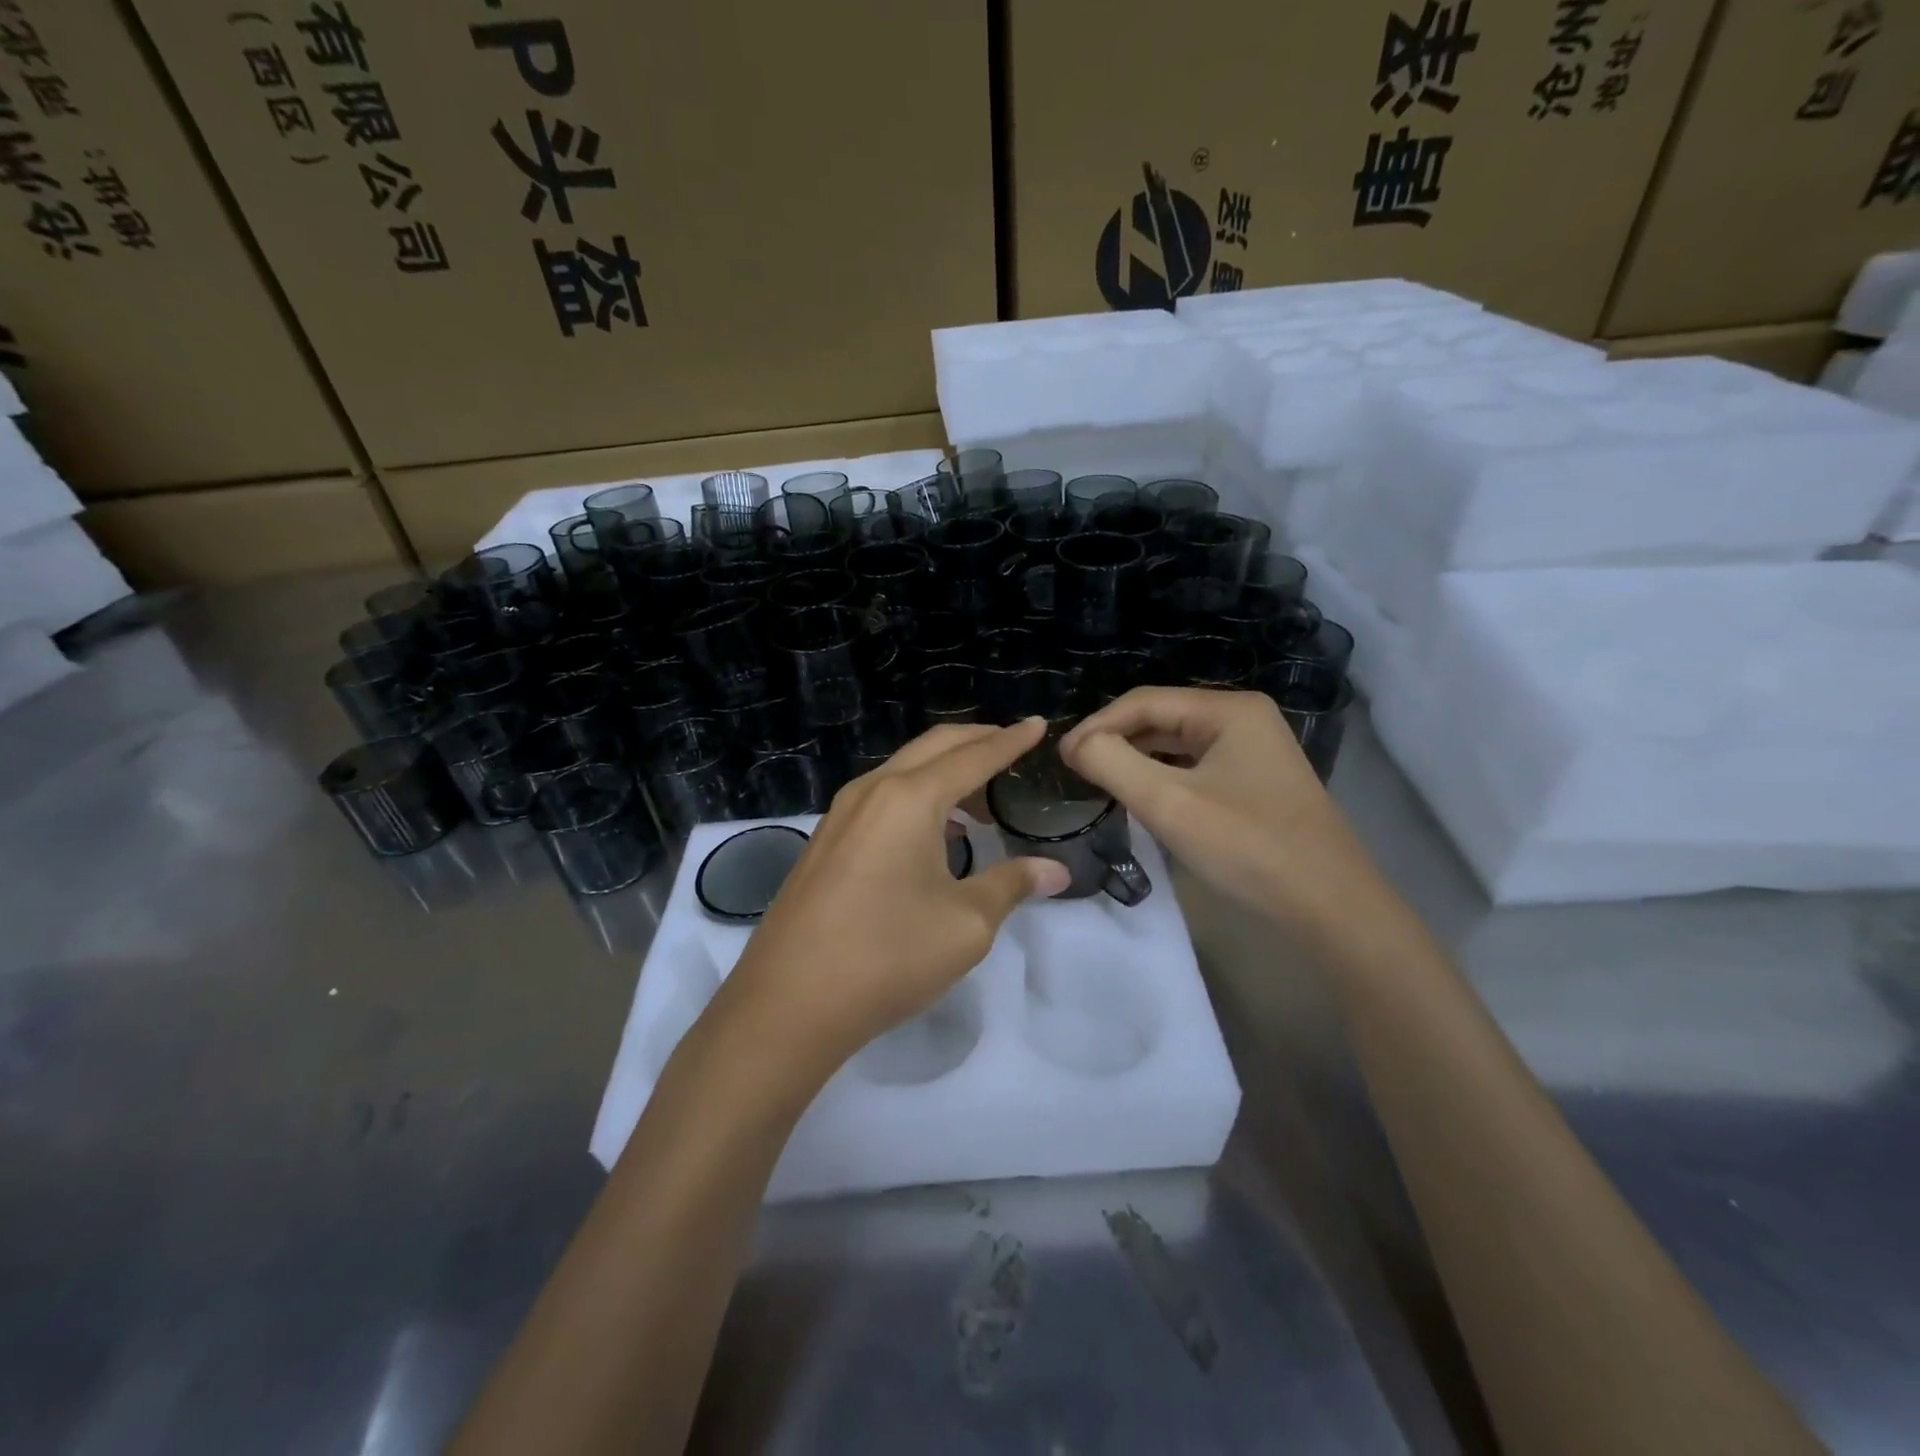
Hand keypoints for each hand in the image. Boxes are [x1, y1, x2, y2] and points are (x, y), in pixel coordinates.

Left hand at [716, 719, 1072, 1082]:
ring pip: (903, 770)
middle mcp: (872, 791)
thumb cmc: (888, 955)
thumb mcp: (966, 923)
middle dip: (977, 741)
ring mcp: (841, 814)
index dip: (1011, 741)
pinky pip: (881, 797)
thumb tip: (1054, 870)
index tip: (1038, 725)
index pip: (974, 756)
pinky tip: (934, 832)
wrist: (789, 1002)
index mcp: (910, 798)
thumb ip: (1012, 885)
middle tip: (1013, 747)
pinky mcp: (826, 841)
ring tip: (980, 801)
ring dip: (945, 772)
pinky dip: (917, 796)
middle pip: (934, 747)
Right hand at [1060, 687, 1388, 937]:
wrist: (1331, 908)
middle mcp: (1243, 719)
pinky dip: (1162, 776)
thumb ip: (1113, 764)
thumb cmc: (1248, 848)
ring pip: (1177, 744)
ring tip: (1098, 780)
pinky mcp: (1255, 782)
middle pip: (1161, 717)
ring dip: (1136, 758)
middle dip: (1115, 739)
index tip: (1060, 758)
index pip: (1144, 702)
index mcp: (1229, 710)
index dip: (1096, 725)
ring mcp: (1254, 751)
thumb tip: (1076, 745)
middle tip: (1075, 770)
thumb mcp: (1169, 804)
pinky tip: (1140, 795)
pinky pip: (1195, 766)